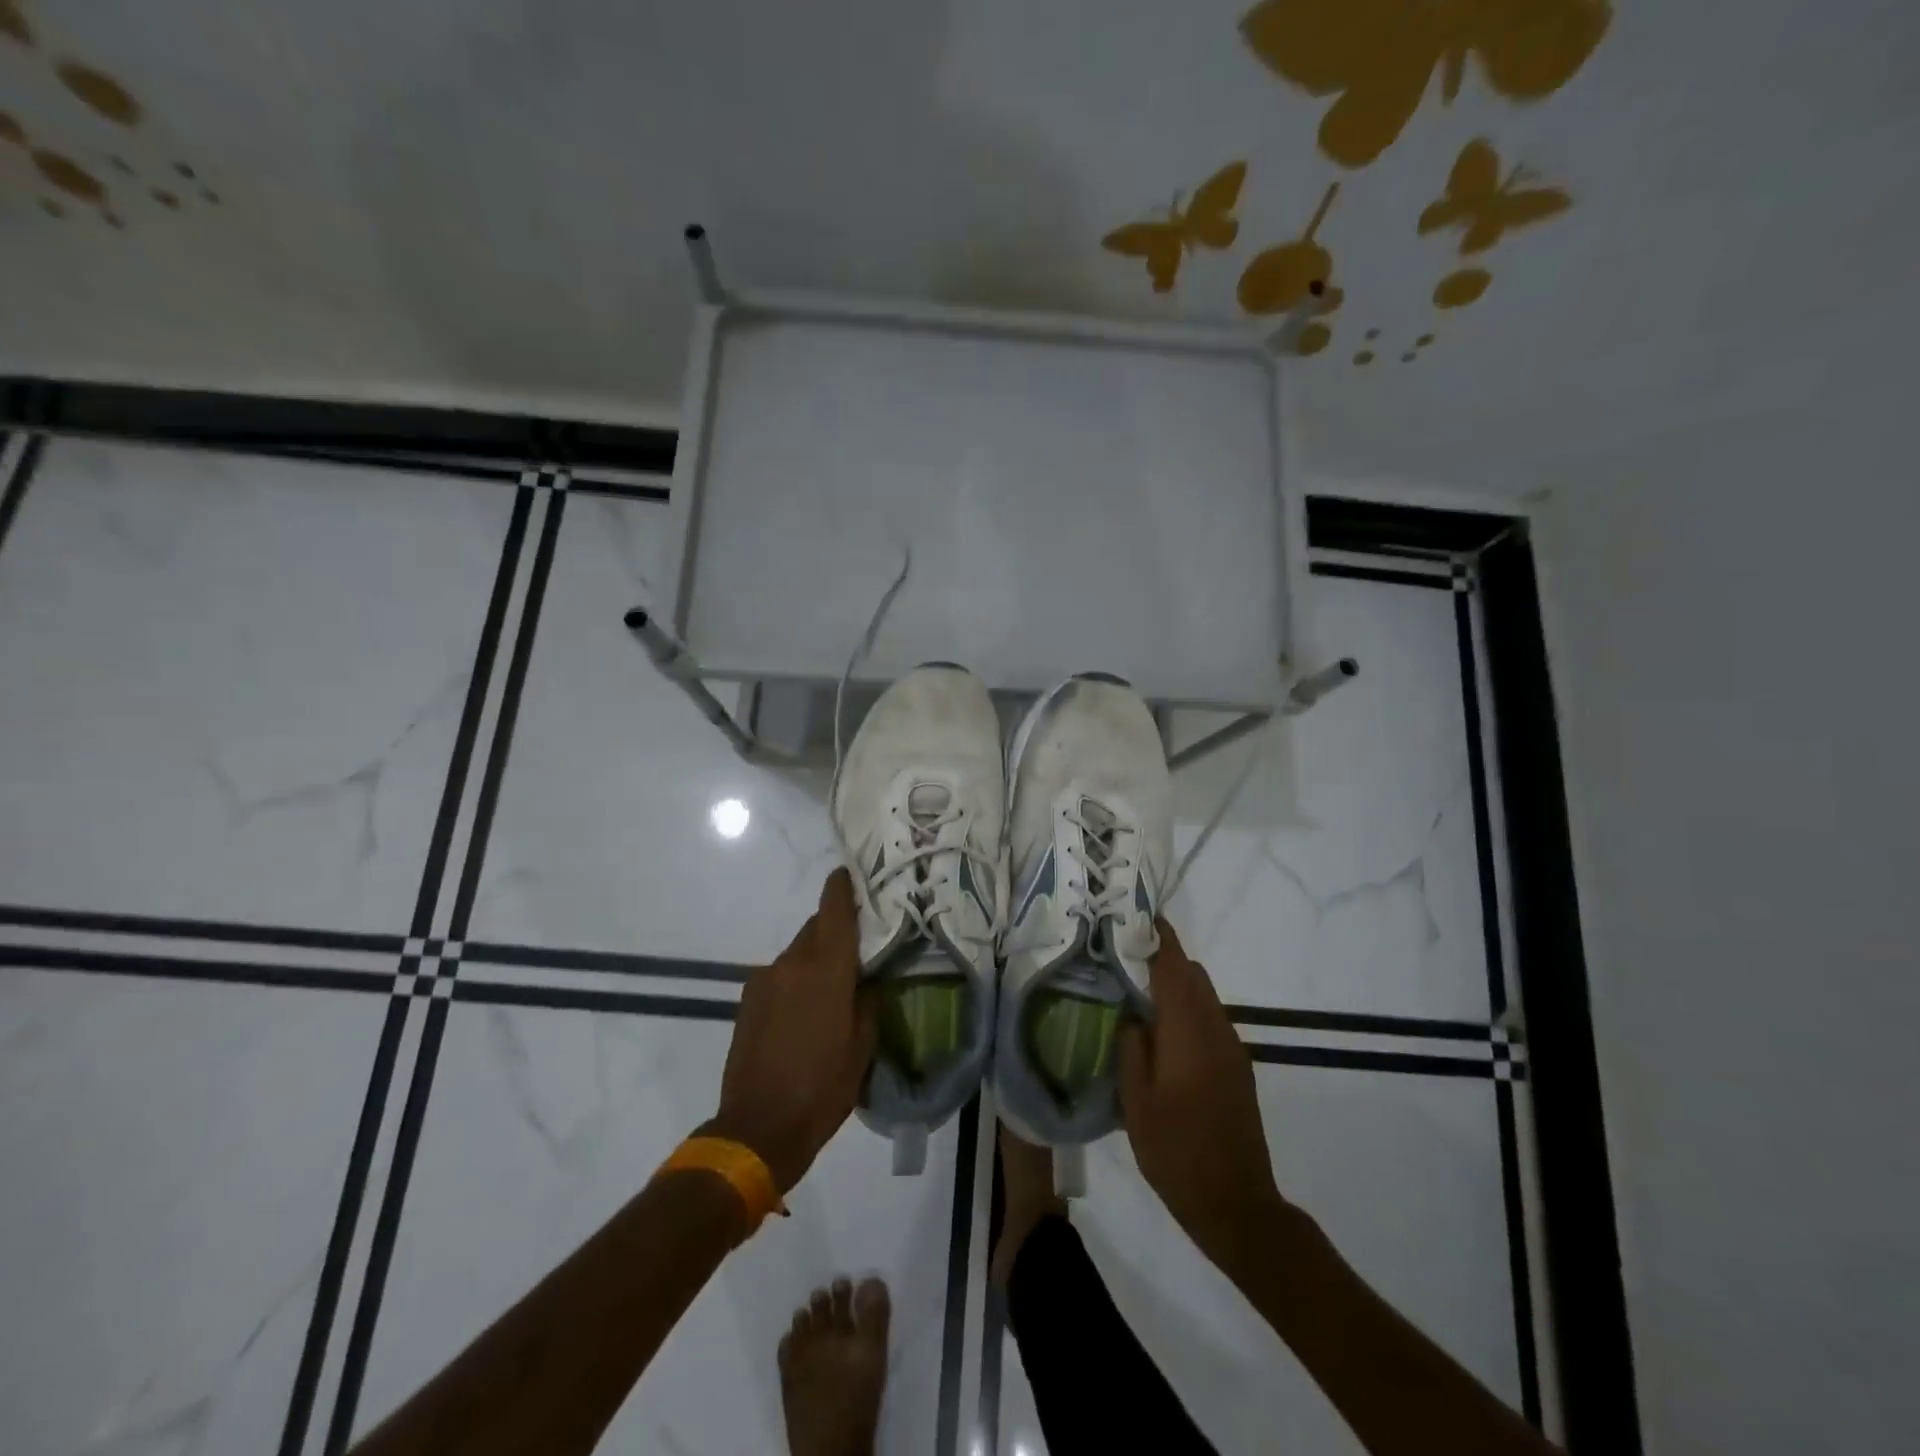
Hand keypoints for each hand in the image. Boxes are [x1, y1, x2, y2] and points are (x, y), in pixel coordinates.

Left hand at [705, 869, 874, 1193]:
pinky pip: (779, 975)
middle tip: (856, 947)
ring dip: (814, 959)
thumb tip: (865, 980)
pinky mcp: (748, 999)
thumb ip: (866, 1002)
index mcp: (826, 969)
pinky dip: (796, 980)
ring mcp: (765, 980)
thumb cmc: (822, 1088)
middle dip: (834, 930)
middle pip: (815, 928)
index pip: (834, 911)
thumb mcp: (862, 1047)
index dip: (842, 887)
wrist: (757, 1127)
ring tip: (831, 989)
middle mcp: (792, 963)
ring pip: (797, 953)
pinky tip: (804, 1011)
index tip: (849, 873)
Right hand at [1118, 921, 1284, 1268]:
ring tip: (1139, 994)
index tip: (1139, 916)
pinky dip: (1188, 1009)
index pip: (1175, 968)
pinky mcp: (1238, 1068)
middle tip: (1126, 959)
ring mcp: (1232, 1049)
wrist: (1237, 1204)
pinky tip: (1163, 1033)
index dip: (1159, 938)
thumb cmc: (1177, 1152)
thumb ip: (1131, 1048)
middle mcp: (1216, 1030)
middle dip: (1165, 959)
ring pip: (1205, 997)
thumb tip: (1132, 1014)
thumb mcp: (1136, 1102)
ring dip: (1177, 985)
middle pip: (1193, 976)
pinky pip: (1211, 1020)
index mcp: (1189, 1032)